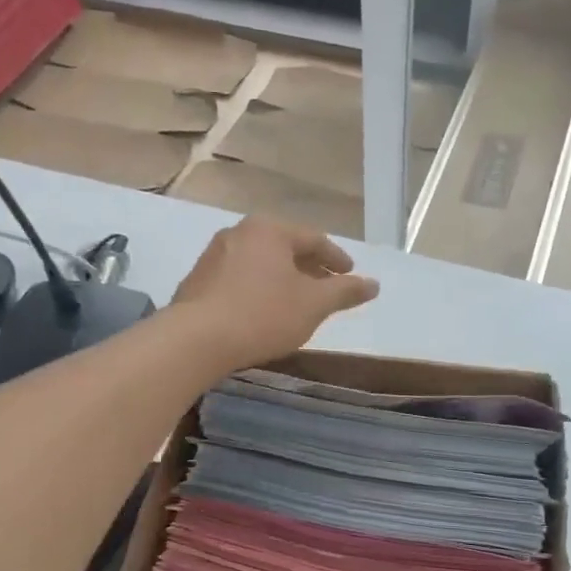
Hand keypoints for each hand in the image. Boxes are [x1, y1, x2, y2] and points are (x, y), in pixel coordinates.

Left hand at [171, 217, 379, 371]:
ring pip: (260, 263)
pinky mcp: (197, 281)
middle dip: (308, 268)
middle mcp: (239, 233)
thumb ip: (345, 292)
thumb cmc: (263, 315)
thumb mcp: (313, 304)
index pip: (313, 239)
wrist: (196, 340)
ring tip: (296, 301)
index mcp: (269, 230)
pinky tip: (263, 311)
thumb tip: (374, 284)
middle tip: (326, 287)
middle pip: (284, 248)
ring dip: (282, 279)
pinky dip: (258, 289)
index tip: (350, 275)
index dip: (336, 259)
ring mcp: (213, 256)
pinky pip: (239, 279)